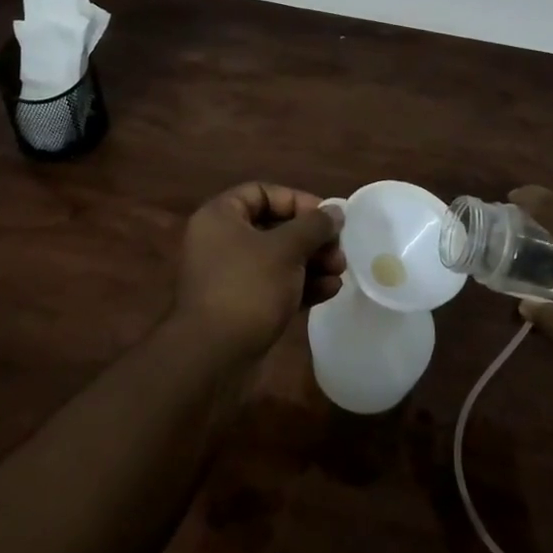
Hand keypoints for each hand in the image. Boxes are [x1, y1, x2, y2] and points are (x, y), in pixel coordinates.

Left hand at [171, 182, 345, 364]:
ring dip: (311, 262)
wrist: (213, 360)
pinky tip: (329, 292)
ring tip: (339, 272)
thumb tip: (335, 210)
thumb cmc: (247, 288)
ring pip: (278, 259)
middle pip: (274, 227)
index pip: (262, 193)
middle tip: (339, 249)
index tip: (326, 217)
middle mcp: (222, 241)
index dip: (297, 201)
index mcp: (220, 217)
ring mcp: (230, 276)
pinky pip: (275, 286)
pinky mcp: (241, 307)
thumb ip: (313, 226)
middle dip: (311, 238)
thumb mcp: (285, 249)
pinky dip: (300, 285)